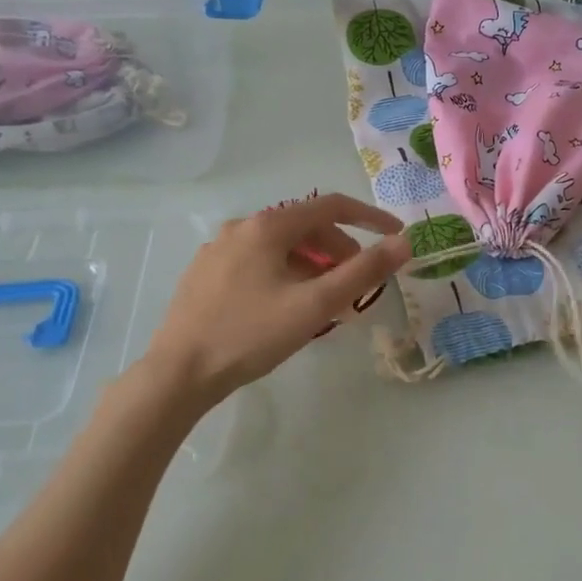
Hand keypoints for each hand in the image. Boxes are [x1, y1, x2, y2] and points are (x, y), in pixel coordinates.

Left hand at [143, 193, 410, 408]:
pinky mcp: (205, 274)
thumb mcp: (315, 305)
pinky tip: (286, 308)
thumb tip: (403, 242)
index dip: (369, 218)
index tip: (395, 236)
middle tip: (358, 286)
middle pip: (305, 227)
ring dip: (313, 266)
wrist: (178, 373)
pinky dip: (285, 275)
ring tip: (326, 303)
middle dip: (340, 251)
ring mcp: (218, 250)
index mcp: (267, 226)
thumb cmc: (251, 335)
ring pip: (280, 247)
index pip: (331, 206)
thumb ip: (363, 272)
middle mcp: (241, 228)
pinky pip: (257, 263)